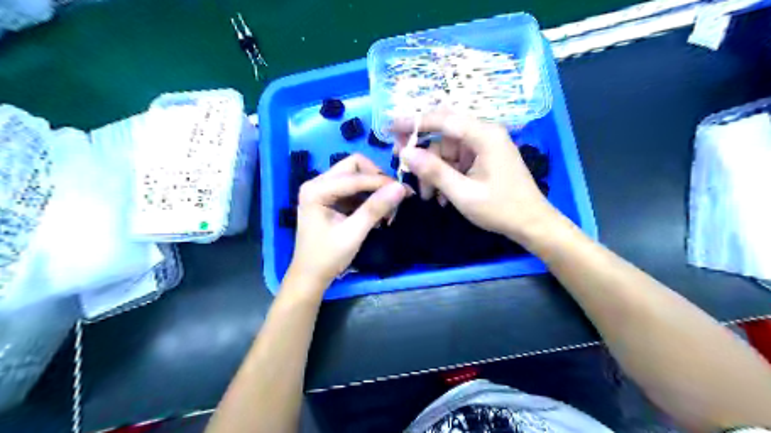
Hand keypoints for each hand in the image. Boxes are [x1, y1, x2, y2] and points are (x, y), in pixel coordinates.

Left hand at [290, 153, 408, 284]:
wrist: (310, 277)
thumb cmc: (327, 257)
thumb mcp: (353, 233)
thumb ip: (375, 208)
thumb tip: (401, 187)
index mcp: (317, 189)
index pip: (355, 175)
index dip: (381, 181)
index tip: (406, 190)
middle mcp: (317, 183)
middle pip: (354, 166)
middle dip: (377, 179)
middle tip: (395, 195)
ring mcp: (323, 190)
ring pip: (356, 176)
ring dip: (374, 189)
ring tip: (389, 209)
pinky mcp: (330, 199)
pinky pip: (354, 189)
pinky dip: (368, 197)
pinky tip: (378, 213)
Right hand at [395, 110, 557, 240]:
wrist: (531, 223)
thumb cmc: (501, 209)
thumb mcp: (463, 193)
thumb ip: (434, 172)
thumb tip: (405, 153)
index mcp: (484, 135)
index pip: (442, 119)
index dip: (413, 122)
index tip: (389, 128)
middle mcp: (484, 133)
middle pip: (443, 132)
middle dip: (421, 150)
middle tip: (402, 165)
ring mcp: (484, 146)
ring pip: (446, 149)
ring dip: (433, 170)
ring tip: (428, 196)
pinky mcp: (482, 158)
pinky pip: (455, 160)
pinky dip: (445, 175)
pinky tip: (442, 196)